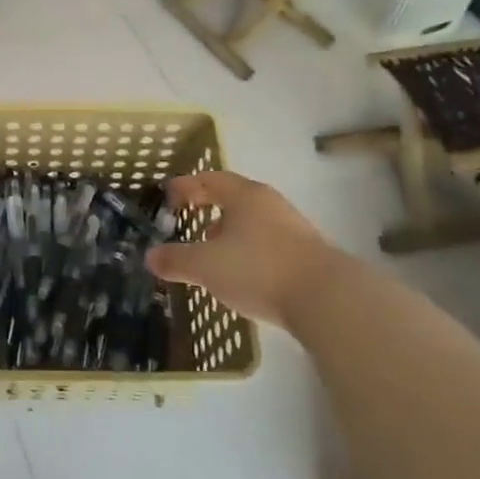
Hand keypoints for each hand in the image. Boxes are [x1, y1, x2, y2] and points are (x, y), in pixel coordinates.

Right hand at [145, 171, 345, 330]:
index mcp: (244, 196)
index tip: (169, 195)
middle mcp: (270, 204)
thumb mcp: (206, 266)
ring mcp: (293, 228)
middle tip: (189, 220)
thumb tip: (151, 256)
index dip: (187, 186)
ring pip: (253, 222)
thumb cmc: (259, 269)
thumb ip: (176, 260)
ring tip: (213, 251)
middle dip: (209, 207)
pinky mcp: (307, 255)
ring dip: (230, 231)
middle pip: (234, 198)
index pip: (210, 179)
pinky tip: (242, 273)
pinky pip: (268, 243)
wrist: (328, 299)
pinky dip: (249, 251)